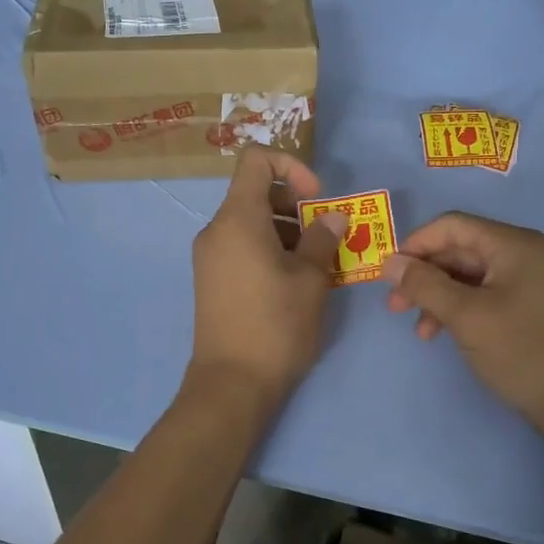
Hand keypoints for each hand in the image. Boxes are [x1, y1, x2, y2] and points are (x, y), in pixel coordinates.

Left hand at [187, 146, 347, 407]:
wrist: (231, 383)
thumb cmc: (275, 325)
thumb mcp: (310, 279)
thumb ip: (322, 239)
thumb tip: (333, 217)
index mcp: (237, 218)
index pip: (256, 160)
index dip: (291, 166)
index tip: (316, 198)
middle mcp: (217, 229)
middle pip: (256, 192)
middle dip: (296, 205)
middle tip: (325, 237)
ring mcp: (210, 256)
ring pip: (251, 223)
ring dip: (287, 231)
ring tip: (317, 264)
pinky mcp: (212, 279)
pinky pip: (242, 246)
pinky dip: (270, 249)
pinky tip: (295, 282)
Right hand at [381, 213, 543, 443]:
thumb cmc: (520, 351)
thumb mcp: (465, 316)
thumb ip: (424, 284)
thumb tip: (390, 262)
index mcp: (514, 244)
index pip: (452, 226)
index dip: (415, 245)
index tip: (389, 274)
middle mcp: (525, 253)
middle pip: (460, 250)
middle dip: (424, 276)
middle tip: (395, 306)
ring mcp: (532, 279)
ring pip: (470, 276)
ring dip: (439, 297)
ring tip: (420, 331)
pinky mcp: (533, 305)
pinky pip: (487, 294)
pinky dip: (461, 309)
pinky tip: (445, 333)